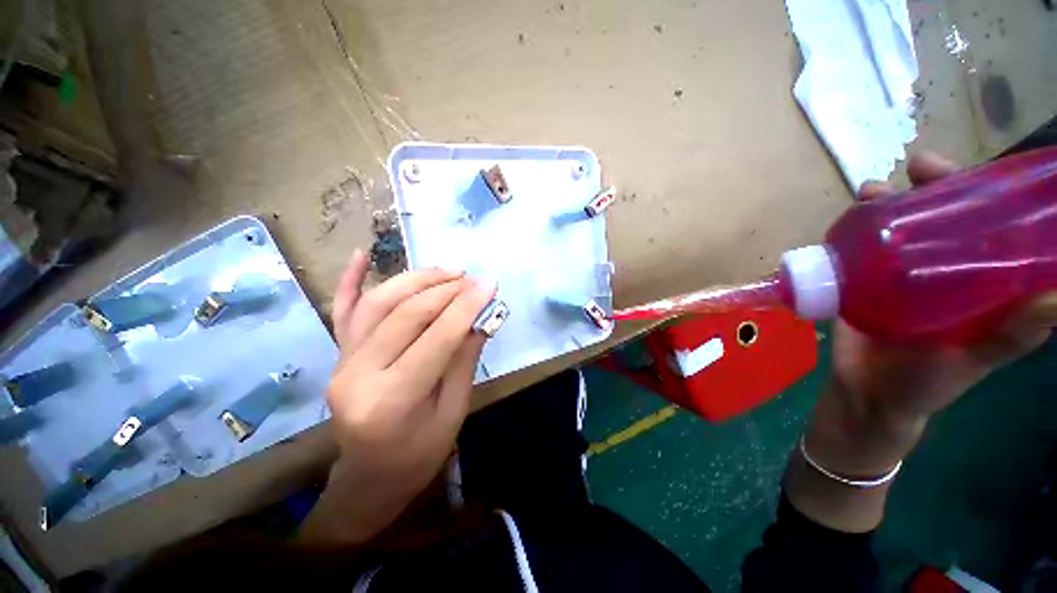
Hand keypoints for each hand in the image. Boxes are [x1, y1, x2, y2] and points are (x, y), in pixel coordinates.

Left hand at [298, 251, 495, 545]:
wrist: (370, 477)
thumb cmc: (418, 455)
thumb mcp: (453, 412)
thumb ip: (464, 360)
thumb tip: (481, 317)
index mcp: (392, 401)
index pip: (436, 338)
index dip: (466, 307)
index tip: (490, 285)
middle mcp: (358, 374)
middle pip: (406, 315)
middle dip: (446, 290)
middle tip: (473, 279)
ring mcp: (342, 361)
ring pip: (378, 304)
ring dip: (416, 280)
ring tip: (447, 271)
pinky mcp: (339, 355)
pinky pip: (342, 312)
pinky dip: (349, 281)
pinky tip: (359, 255)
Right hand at [830, 154, 1054, 449]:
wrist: (866, 395)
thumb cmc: (926, 383)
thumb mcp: (974, 360)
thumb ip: (1013, 336)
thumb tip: (1055, 295)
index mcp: (979, 281)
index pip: (991, 225)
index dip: (988, 192)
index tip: (977, 170)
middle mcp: (942, 268)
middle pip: (942, 215)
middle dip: (933, 186)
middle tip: (919, 169)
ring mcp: (898, 273)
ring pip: (897, 226)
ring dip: (887, 202)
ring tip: (872, 190)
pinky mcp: (862, 280)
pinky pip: (859, 247)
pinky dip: (854, 228)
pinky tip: (846, 218)